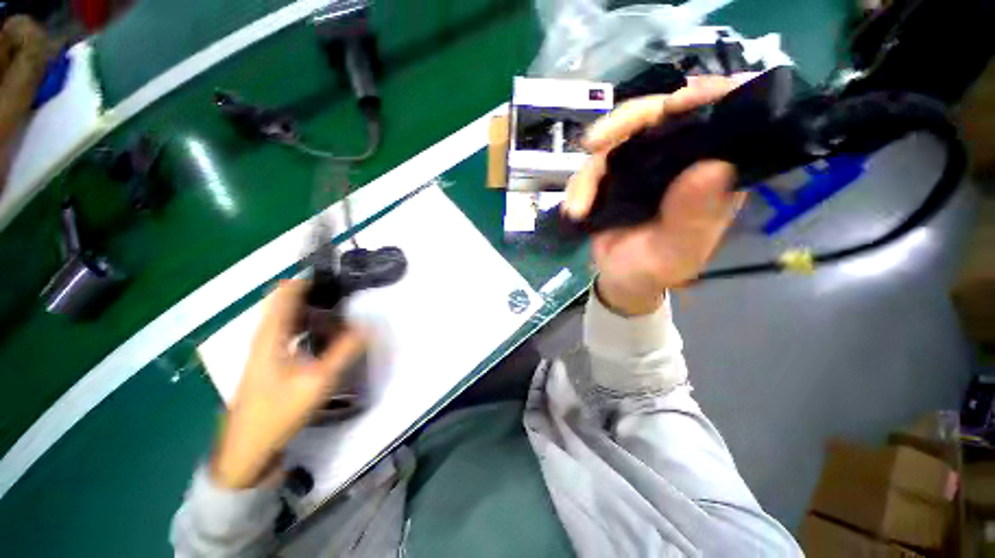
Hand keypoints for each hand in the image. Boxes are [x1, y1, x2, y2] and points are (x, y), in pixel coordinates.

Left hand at [211, 280, 366, 488]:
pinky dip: (307, 325)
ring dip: (312, 310)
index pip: (285, 292)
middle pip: (287, 302)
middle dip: (315, 294)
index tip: (335, 277)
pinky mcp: (269, 362)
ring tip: (341, 312)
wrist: (246, 449)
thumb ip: (345, 351)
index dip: (308, 279)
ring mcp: (265, 349)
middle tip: (344, 295)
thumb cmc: (278, 412)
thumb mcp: (319, 381)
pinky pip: (289, 332)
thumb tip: (367, 326)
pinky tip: (325, 336)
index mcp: (271, 334)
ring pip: (288, 317)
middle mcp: (265, 336)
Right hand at [564, 76, 747, 315]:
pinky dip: (578, 186)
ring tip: (577, 208)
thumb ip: (693, 219)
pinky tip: (573, 210)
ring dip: (589, 171)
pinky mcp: (616, 175)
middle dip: (626, 122)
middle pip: (661, 114)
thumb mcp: (676, 253)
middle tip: (594, 144)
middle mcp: (681, 160)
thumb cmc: (654, 269)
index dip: (704, 97)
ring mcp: (644, 164)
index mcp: (712, 173)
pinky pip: (593, 167)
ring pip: (617, 139)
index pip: (721, 116)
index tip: (674, 103)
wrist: (621, 279)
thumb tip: (712, 168)